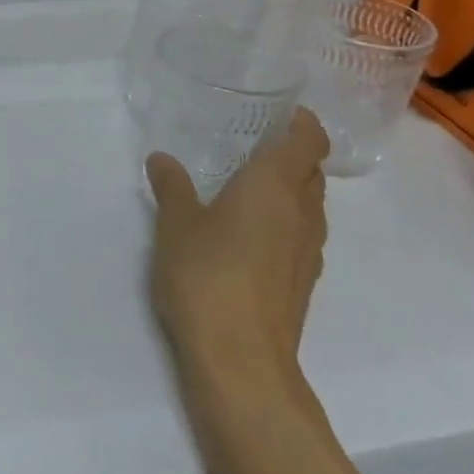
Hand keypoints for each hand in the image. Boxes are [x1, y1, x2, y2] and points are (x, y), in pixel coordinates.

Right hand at [146, 110, 329, 401]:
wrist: (241, 360)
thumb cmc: (206, 275)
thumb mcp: (175, 224)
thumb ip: (172, 187)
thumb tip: (162, 159)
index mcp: (275, 186)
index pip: (309, 140)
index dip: (302, 122)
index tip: (280, 113)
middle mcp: (302, 213)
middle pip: (311, 171)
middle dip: (291, 154)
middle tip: (251, 146)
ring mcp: (308, 252)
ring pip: (309, 206)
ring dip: (288, 190)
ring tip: (246, 188)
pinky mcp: (302, 283)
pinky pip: (300, 236)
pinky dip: (282, 223)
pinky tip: (247, 235)